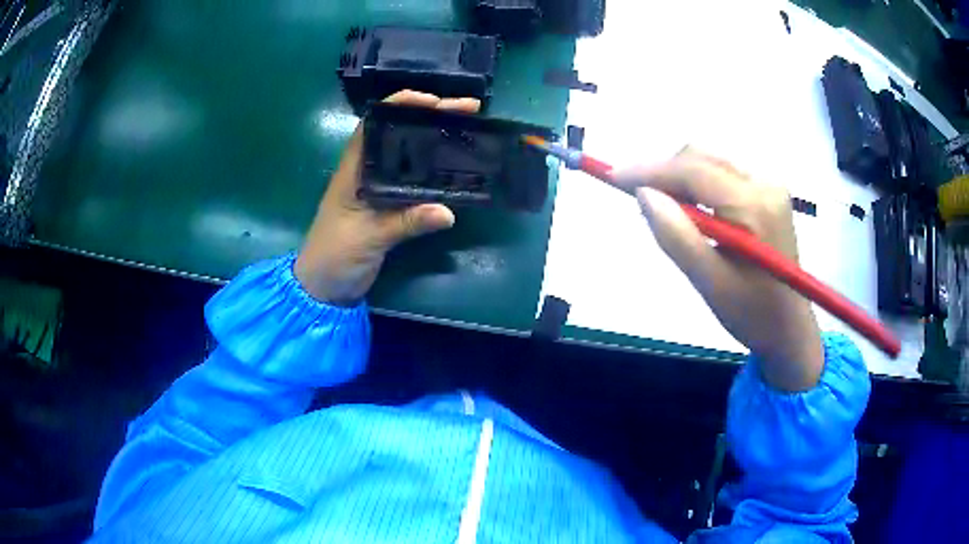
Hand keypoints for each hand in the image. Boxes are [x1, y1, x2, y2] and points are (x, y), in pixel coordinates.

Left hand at [295, 91, 480, 305]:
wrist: (325, 288)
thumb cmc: (335, 255)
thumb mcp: (368, 237)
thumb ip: (405, 222)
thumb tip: (448, 212)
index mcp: (354, 169)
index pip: (375, 125)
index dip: (401, 105)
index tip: (434, 101)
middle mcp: (367, 172)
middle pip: (400, 134)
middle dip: (431, 118)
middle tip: (469, 110)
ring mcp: (380, 189)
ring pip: (410, 155)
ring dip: (437, 141)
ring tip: (470, 129)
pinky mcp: (390, 208)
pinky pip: (416, 182)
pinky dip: (436, 172)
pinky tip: (457, 168)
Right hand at [616, 149, 823, 391]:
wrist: (789, 328)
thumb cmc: (751, 313)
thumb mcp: (709, 283)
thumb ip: (676, 236)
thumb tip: (643, 193)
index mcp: (754, 206)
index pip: (694, 170)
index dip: (651, 169)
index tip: (614, 177)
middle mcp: (765, 182)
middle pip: (702, 156)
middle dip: (665, 172)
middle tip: (640, 200)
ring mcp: (769, 184)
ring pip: (710, 161)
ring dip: (680, 177)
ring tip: (665, 209)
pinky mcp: (767, 191)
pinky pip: (722, 173)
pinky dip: (698, 184)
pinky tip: (691, 209)